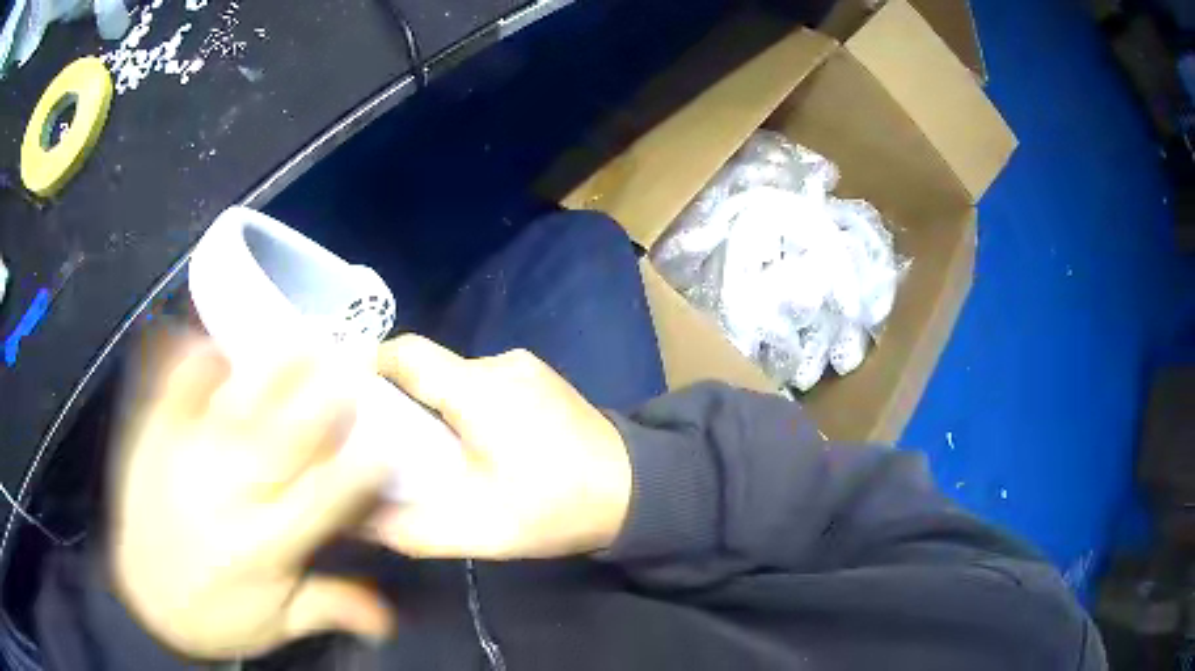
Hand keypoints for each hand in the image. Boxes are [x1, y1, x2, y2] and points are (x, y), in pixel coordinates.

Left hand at [109, 334, 394, 659]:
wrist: (145, 598)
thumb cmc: (217, 614)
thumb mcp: (277, 623)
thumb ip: (331, 606)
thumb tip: (391, 618)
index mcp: (265, 548)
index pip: (323, 502)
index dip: (358, 471)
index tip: (385, 443)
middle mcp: (228, 498)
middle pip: (282, 442)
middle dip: (322, 403)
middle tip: (351, 365)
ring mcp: (186, 460)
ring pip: (233, 408)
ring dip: (269, 372)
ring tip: (297, 337)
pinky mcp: (155, 438)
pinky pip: (173, 390)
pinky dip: (191, 361)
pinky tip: (210, 339)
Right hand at [370, 335, 631, 559]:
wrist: (638, 491)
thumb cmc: (557, 507)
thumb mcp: (477, 530)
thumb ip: (409, 528)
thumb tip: (355, 519)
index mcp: (477, 388)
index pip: (405, 353)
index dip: (369, 368)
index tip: (349, 403)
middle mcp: (498, 364)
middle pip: (428, 369)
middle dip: (401, 402)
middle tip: (386, 445)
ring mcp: (525, 368)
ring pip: (456, 379)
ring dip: (437, 410)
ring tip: (432, 455)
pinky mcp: (542, 380)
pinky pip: (485, 386)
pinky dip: (466, 409)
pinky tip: (476, 448)